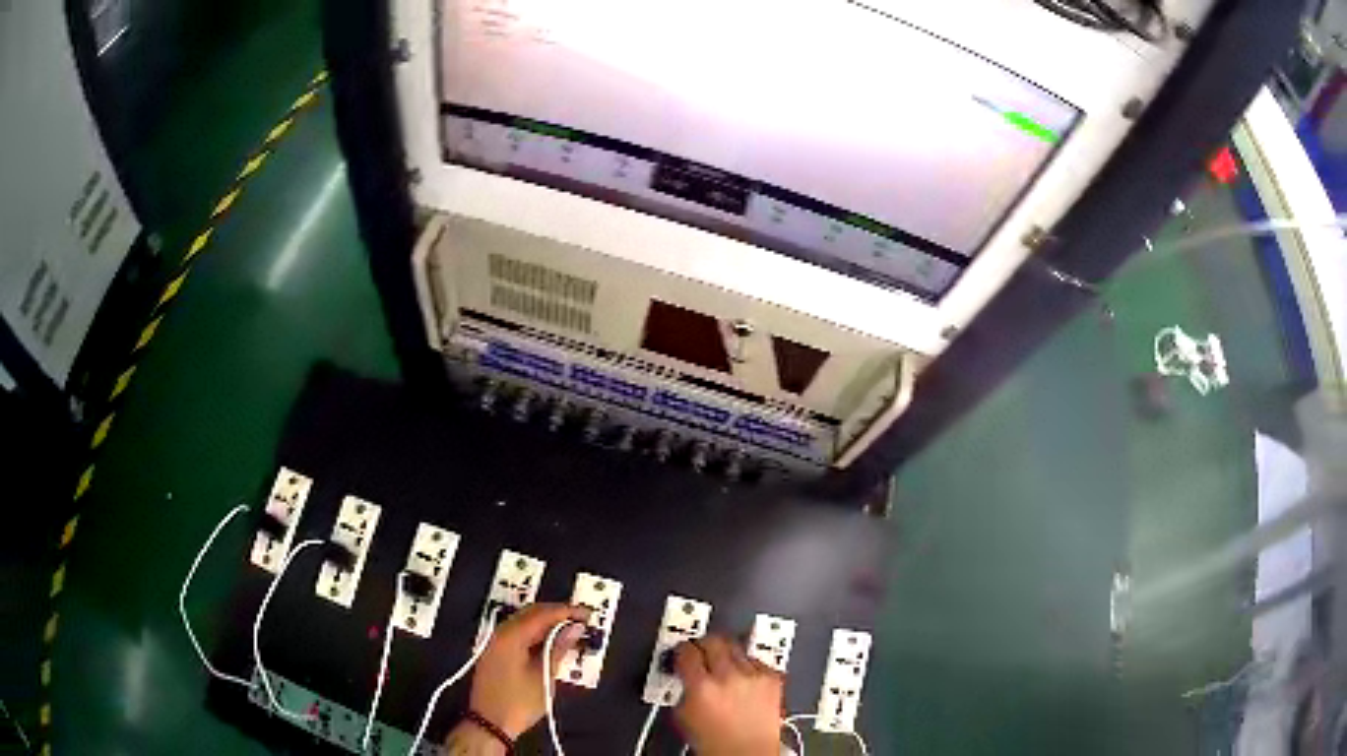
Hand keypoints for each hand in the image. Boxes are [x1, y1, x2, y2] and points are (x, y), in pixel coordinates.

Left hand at [465, 602, 590, 738]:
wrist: (489, 724)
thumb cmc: (519, 702)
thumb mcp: (544, 676)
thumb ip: (558, 648)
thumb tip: (574, 628)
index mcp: (511, 636)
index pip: (542, 614)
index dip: (566, 611)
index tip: (588, 614)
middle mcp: (500, 633)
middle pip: (530, 613)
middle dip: (556, 614)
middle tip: (581, 621)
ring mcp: (495, 643)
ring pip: (523, 623)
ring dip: (546, 624)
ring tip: (569, 632)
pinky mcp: (495, 654)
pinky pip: (517, 634)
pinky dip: (535, 634)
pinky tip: (550, 643)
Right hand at [672, 635, 783, 755]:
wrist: (748, 753)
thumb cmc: (718, 744)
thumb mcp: (684, 716)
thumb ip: (683, 689)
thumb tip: (684, 674)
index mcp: (701, 687)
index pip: (687, 652)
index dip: (682, 649)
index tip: (682, 651)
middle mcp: (728, 677)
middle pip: (714, 641)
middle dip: (704, 644)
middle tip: (702, 649)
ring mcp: (753, 676)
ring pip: (736, 647)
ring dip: (727, 654)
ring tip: (724, 665)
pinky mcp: (773, 678)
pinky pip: (757, 660)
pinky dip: (748, 665)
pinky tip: (743, 677)